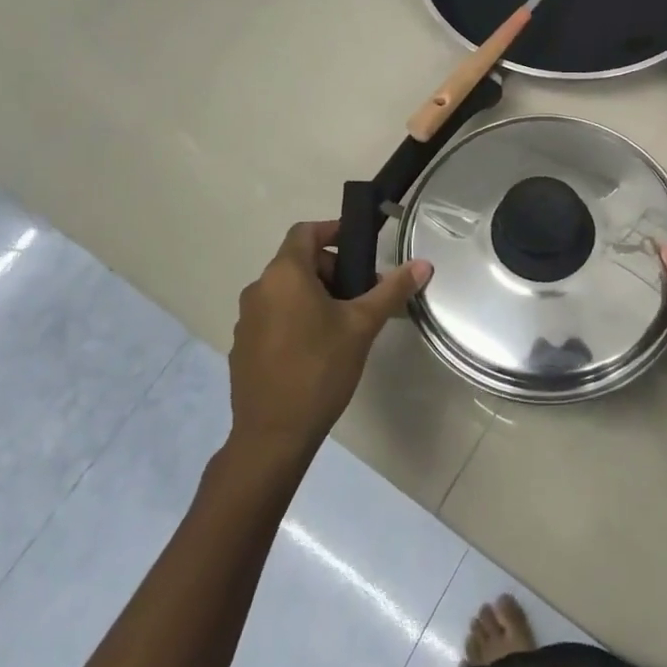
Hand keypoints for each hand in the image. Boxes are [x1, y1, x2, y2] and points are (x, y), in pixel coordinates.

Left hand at [228, 220, 430, 464]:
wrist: (273, 436)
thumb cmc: (319, 370)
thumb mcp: (362, 326)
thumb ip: (391, 290)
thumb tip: (424, 264)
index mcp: (284, 274)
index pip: (305, 231)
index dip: (333, 230)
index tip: (359, 246)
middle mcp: (259, 289)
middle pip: (297, 262)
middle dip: (331, 269)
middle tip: (361, 294)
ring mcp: (245, 319)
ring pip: (285, 291)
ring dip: (314, 295)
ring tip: (343, 323)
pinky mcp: (242, 346)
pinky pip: (272, 317)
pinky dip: (295, 317)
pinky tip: (316, 349)